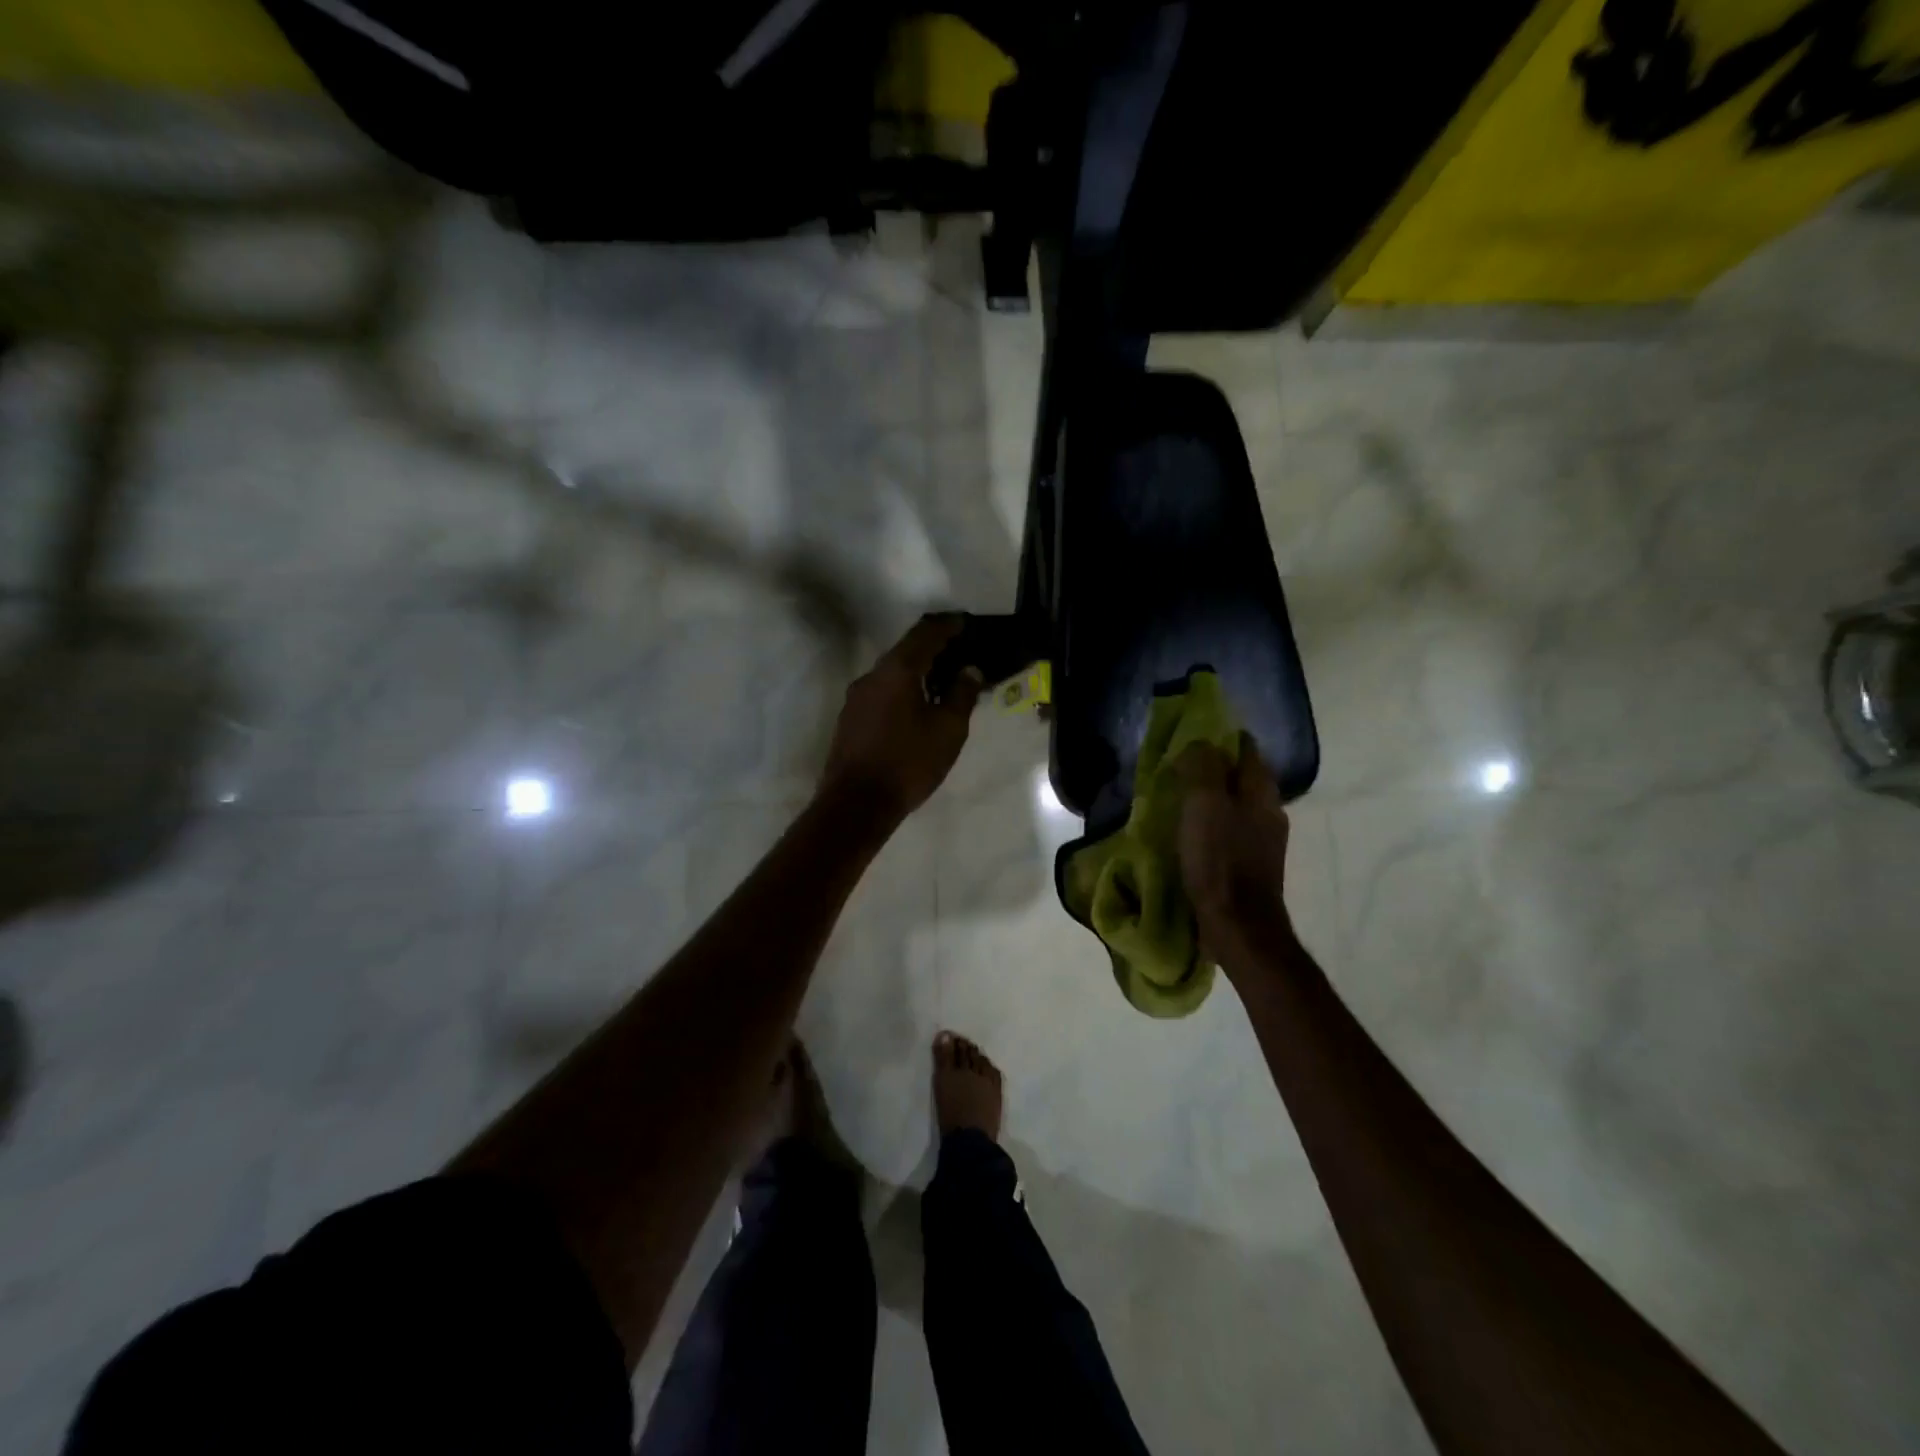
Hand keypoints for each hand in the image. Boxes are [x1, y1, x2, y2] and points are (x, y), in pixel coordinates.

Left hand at [819, 616, 984, 823]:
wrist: (856, 803)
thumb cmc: (908, 762)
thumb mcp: (948, 730)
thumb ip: (961, 694)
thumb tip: (969, 670)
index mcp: (897, 670)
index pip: (925, 634)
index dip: (948, 626)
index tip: (965, 623)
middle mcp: (872, 675)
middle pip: (906, 650)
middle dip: (932, 648)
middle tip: (958, 653)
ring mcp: (856, 697)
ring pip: (892, 673)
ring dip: (917, 672)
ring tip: (941, 682)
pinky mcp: (850, 718)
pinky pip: (882, 692)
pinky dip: (902, 689)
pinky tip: (916, 706)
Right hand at [1176, 735, 1292, 961]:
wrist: (1238, 925)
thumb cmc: (1219, 859)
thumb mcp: (1204, 804)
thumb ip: (1203, 767)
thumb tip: (1200, 743)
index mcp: (1261, 792)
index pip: (1246, 750)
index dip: (1220, 740)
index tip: (1191, 739)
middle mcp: (1270, 812)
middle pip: (1242, 778)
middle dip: (1214, 770)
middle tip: (1179, 769)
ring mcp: (1264, 842)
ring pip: (1236, 806)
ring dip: (1212, 800)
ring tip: (1180, 801)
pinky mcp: (1252, 866)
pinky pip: (1231, 832)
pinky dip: (1212, 826)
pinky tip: (1191, 834)